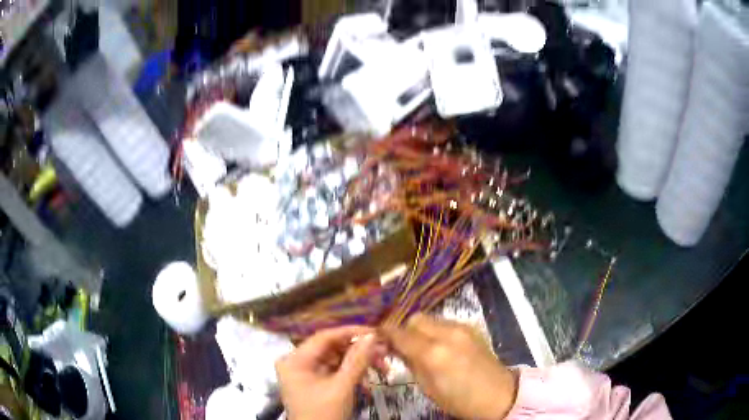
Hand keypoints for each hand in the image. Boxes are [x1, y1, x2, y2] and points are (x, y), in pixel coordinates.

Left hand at [276, 326, 384, 419]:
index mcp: (295, 360)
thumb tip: (372, 335)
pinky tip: (368, 384)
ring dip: (359, 365)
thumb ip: (357, 360)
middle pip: (332, 348)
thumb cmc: (325, 414)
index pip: (324, 337)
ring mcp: (305, 374)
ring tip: (383, 369)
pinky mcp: (314, 384)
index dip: (351, 332)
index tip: (376, 332)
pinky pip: (335, 373)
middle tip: (385, 353)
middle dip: (359, 352)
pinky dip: (352, 376)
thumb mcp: (342, 387)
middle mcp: (297, 362)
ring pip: (336, 360)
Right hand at [383, 314, 518, 418]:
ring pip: (430, 318)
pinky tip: (439, 345)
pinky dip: (435, 330)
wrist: (499, 394)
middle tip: (401, 345)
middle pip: (415, 318)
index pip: (400, 333)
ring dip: (420, 329)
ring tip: (420, 346)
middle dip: (404, 329)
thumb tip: (396, 349)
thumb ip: (411, 364)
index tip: (378, 338)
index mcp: (434, 353)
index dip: (385, 333)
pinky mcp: (471, 328)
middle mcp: (447, 333)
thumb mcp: (428, 388)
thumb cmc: (460, 399)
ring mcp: (462, 328)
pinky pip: (445, 322)